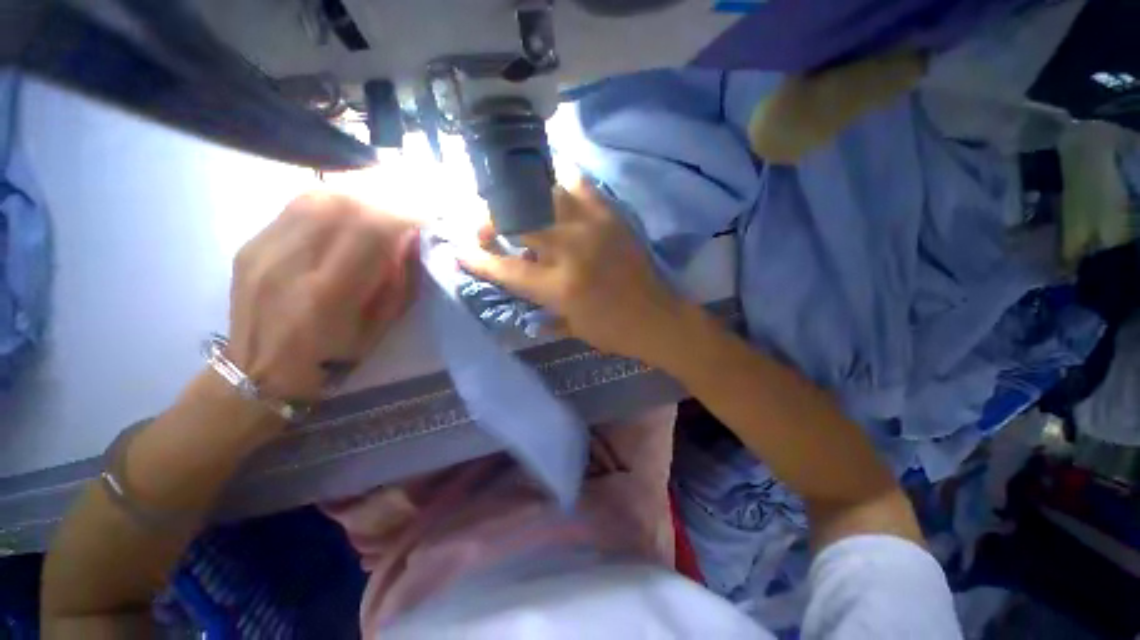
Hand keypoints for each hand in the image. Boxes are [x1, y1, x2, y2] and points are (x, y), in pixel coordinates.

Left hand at [227, 192, 418, 400]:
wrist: (259, 371)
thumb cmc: (332, 358)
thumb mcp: (381, 328)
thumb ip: (400, 283)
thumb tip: (413, 240)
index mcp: (327, 294)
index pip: (370, 230)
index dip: (405, 216)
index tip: (429, 217)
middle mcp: (290, 262)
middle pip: (342, 204)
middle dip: (386, 201)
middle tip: (408, 210)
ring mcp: (264, 248)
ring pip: (318, 196)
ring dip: (360, 196)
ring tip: (381, 208)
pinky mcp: (251, 242)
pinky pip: (298, 204)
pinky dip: (333, 202)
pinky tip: (347, 212)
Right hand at [460, 179, 688, 365]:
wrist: (658, 318)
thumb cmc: (612, 331)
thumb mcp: (570, 328)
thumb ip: (538, 306)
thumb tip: (514, 286)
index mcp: (560, 288)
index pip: (506, 269)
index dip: (478, 259)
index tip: (458, 249)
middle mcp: (572, 251)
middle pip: (518, 220)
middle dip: (490, 219)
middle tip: (485, 226)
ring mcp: (593, 228)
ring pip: (544, 194)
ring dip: (522, 199)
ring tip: (515, 206)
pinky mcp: (611, 216)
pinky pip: (580, 185)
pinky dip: (560, 184)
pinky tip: (551, 190)